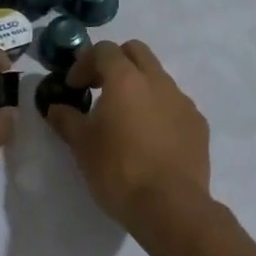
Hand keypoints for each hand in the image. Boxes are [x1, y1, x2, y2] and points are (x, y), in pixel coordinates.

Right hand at [43, 39, 209, 227]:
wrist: (170, 206)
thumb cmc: (118, 171)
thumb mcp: (82, 145)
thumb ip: (67, 119)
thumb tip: (56, 107)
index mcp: (126, 79)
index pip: (104, 50)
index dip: (84, 63)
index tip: (74, 88)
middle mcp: (158, 81)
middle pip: (136, 52)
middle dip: (115, 63)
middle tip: (100, 89)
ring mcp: (183, 101)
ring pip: (158, 78)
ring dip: (139, 87)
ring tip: (126, 119)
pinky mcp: (198, 124)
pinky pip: (175, 105)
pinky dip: (159, 110)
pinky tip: (150, 139)